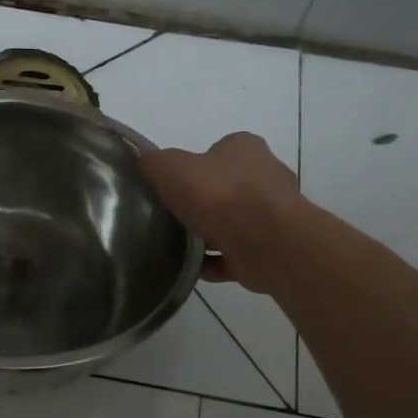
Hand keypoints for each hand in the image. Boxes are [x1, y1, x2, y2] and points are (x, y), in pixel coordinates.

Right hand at [141, 132, 302, 294]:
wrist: (266, 242)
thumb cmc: (218, 195)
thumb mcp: (170, 167)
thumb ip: (154, 162)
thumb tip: (144, 161)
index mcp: (245, 148)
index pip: (216, 151)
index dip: (193, 166)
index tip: (171, 185)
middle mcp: (265, 175)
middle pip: (226, 187)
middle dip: (202, 202)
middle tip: (172, 216)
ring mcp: (273, 214)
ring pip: (233, 222)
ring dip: (210, 235)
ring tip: (179, 246)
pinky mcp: (272, 248)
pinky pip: (237, 254)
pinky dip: (217, 262)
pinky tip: (194, 268)